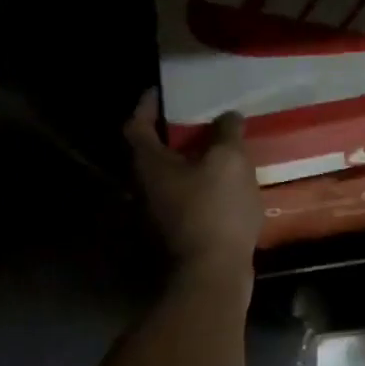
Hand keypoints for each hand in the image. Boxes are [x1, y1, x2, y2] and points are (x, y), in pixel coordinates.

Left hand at [124, 90, 262, 269]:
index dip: (146, 105)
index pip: (135, 124)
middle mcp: (144, 187)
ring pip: (171, 176)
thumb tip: (227, 116)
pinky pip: (186, 197)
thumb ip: (227, 133)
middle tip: (200, 118)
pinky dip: (202, 184)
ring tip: (220, 148)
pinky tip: (227, 184)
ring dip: (191, 161)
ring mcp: (158, 214)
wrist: (212, 273)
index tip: (161, 91)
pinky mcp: (177, 233)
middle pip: (152, 152)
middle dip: (174, 134)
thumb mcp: (229, 161)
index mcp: (149, 164)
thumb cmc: (215, 209)